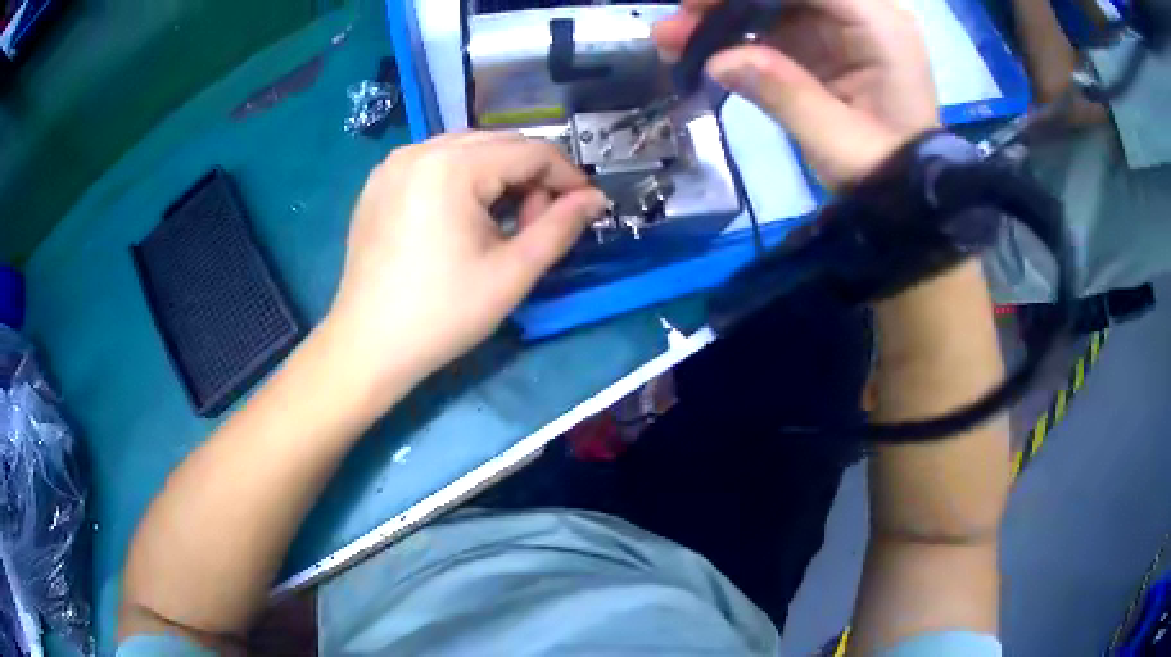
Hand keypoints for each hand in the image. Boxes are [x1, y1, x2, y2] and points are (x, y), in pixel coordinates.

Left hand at [325, 132, 607, 393]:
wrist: (367, 345)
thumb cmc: (443, 314)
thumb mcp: (512, 272)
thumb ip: (560, 227)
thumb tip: (595, 199)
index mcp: (451, 167)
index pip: (530, 151)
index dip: (567, 175)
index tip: (585, 207)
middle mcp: (419, 150)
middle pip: (499, 144)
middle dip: (531, 176)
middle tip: (538, 224)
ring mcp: (393, 164)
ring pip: (467, 150)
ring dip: (498, 176)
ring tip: (501, 224)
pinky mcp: (380, 182)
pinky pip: (435, 163)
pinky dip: (463, 179)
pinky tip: (463, 218)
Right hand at [654, 0, 939, 187]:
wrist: (903, 192)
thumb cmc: (882, 170)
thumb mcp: (835, 140)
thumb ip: (782, 92)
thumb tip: (716, 59)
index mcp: (879, 25)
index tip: (697, 5)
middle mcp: (862, 13)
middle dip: (727, 1)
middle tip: (677, 24)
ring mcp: (840, 26)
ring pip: (773, 0)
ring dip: (722, 13)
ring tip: (673, 39)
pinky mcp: (822, 42)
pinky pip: (772, 22)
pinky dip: (734, 31)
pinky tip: (699, 47)